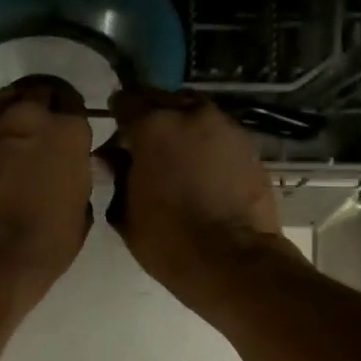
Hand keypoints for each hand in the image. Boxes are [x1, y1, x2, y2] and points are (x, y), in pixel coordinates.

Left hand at [0, 76, 93, 305]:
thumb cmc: (45, 243)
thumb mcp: (80, 213)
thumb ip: (77, 180)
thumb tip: (70, 173)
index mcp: (68, 131)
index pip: (73, 101)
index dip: (70, 115)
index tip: (68, 131)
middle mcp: (29, 115)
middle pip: (36, 91)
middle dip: (40, 104)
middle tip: (39, 126)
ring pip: (0, 99)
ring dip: (8, 110)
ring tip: (9, 130)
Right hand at [107, 89, 295, 316]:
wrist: (233, 261)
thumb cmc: (168, 240)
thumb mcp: (125, 212)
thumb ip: (116, 176)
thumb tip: (111, 158)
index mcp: (153, 126)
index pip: (126, 101)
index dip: (117, 115)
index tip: (115, 133)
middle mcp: (191, 114)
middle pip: (163, 99)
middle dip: (150, 115)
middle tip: (143, 143)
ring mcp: (225, 127)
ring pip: (195, 112)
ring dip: (181, 126)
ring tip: (174, 156)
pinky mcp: (249, 145)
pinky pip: (218, 133)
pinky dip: (205, 143)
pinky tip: (201, 169)